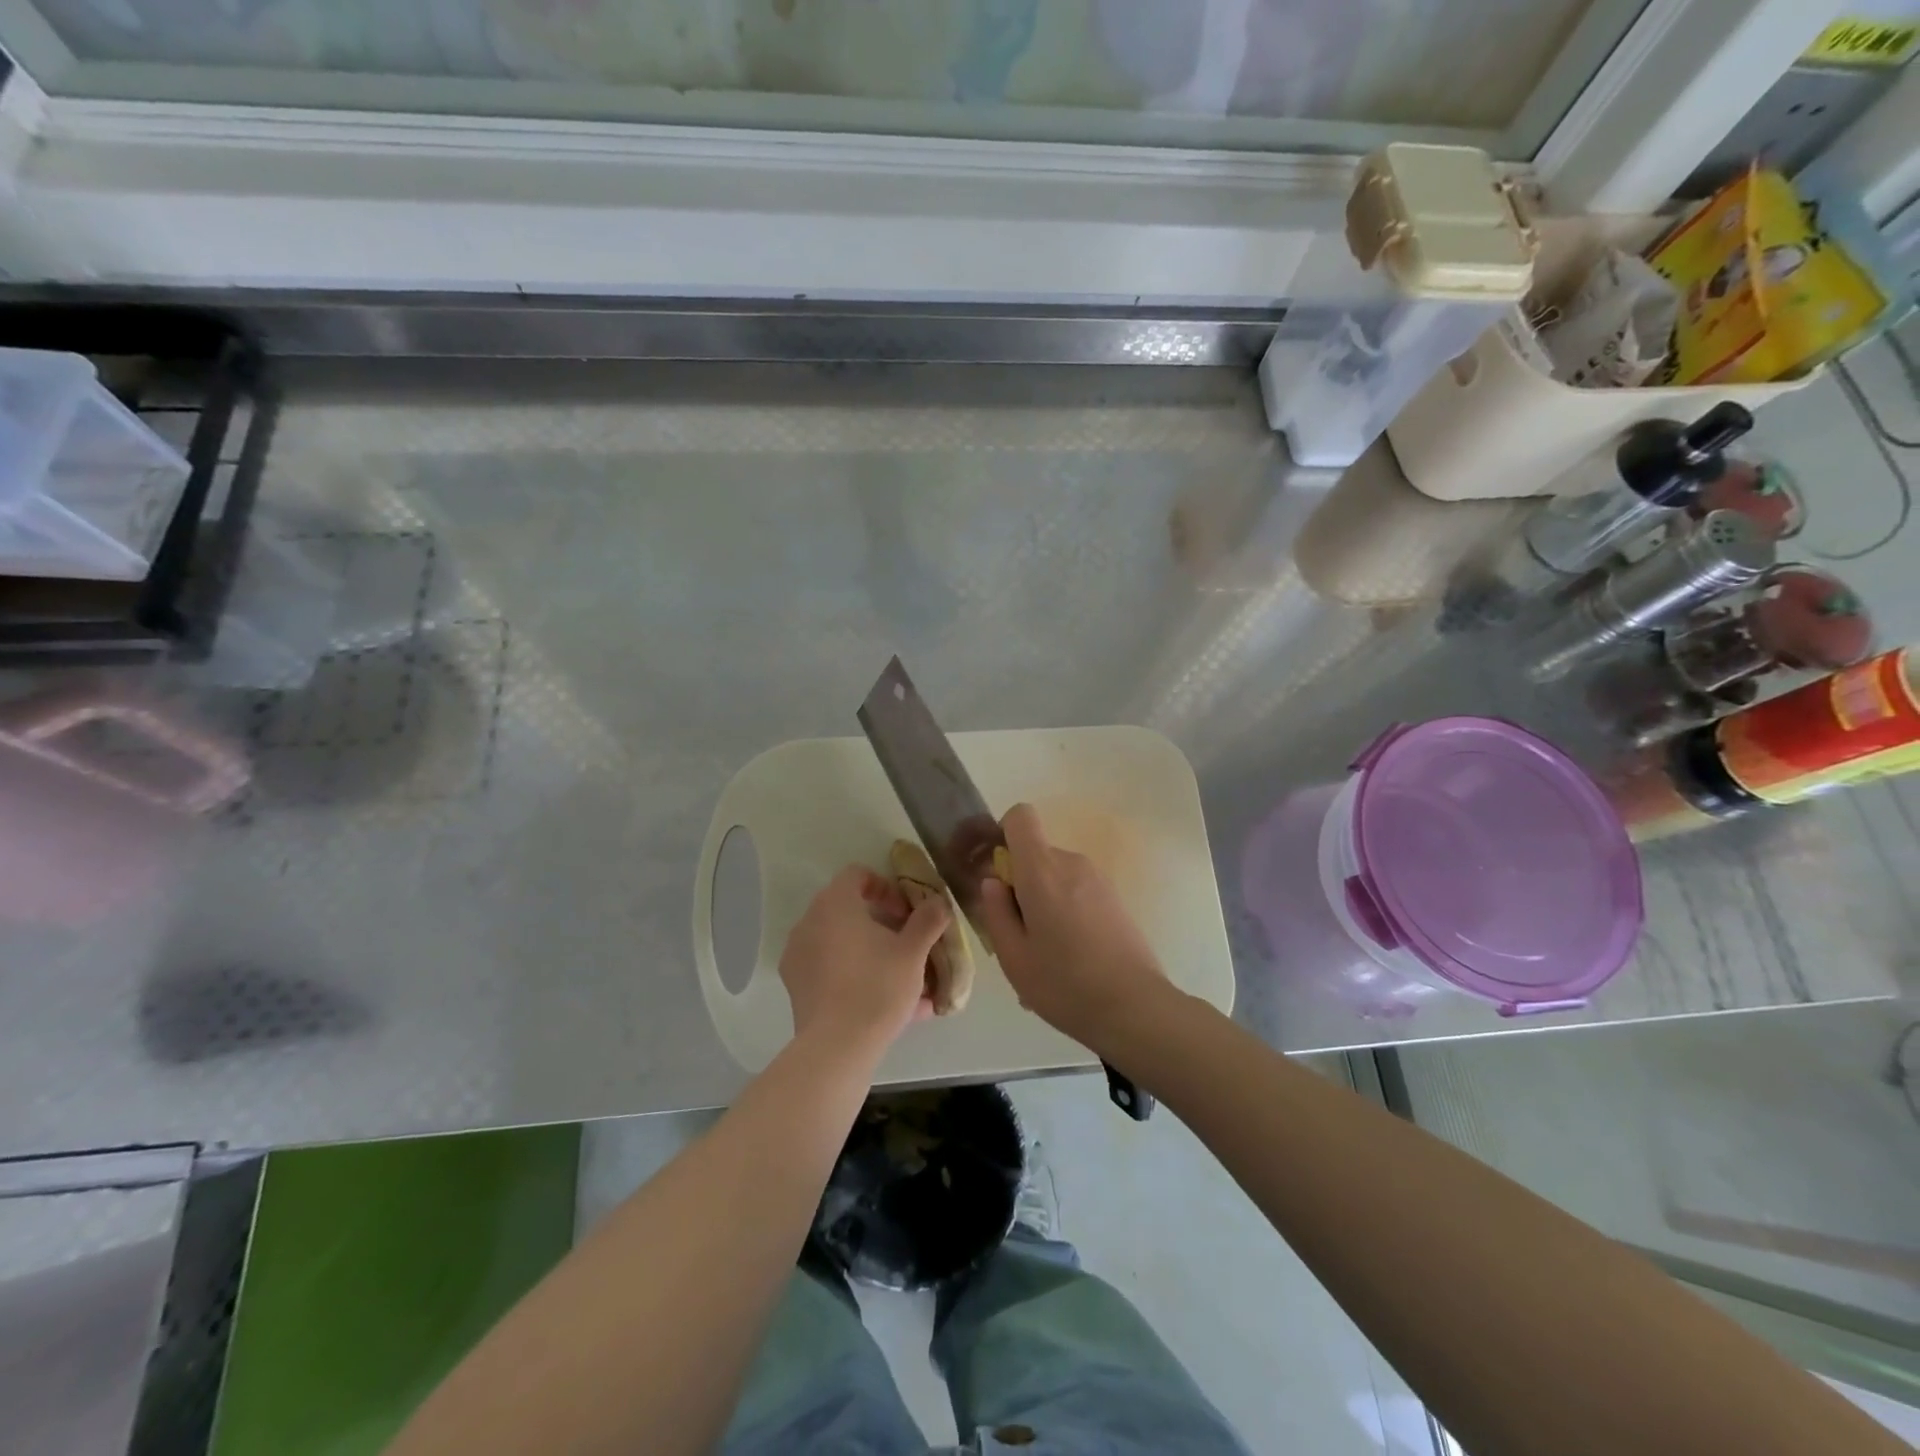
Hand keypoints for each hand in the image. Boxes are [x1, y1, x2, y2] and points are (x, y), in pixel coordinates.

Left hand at [779, 866, 949, 1055]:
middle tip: (907, 944)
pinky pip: (831, 970)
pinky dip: (856, 975)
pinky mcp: (796, 987)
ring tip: (902, 979)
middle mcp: (809, 922)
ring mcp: (798, 955)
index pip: (858, 875)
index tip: (906, 913)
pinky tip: (886, 1004)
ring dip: (871, 952)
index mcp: (834, 904)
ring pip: (842, 943)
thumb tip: (938, 902)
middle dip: (882, 924)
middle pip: (849, 910)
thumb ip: (928, 920)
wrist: (837, 1047)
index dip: (886, 887)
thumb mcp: (913, 951)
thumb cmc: (877, 986)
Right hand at [977, 804, 1169, 1052]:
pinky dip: (1066, 912)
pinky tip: (1070, 958)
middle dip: (1021, 882)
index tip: (999, 873)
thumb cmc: (1064, 984)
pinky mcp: (1116, 899)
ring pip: (1057, 876)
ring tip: (1045, 954)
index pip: (1021, 817)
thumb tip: (994, 882)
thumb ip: (996, 911)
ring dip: (1044, 901)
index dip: (1004, 834)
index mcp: (1042, 870)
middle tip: (1018, 933)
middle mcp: (1072, 863)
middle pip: (1037, 853)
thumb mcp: (1013, 956)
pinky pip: (1078, 892)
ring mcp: (1099, 880)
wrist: (1135, 1008)